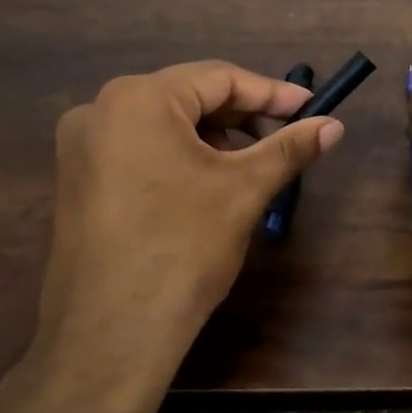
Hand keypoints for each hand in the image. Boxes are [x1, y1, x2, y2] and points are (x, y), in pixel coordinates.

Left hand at [32, 61, 342, 376]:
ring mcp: (81, 147)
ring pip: (163, 125)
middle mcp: (99, 110)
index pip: (218, 78)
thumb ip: (290, 148)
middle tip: (286, 138)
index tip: (312, 109)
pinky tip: (206, 185)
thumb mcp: (244, 190)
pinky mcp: (77, 181)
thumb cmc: (183, 248)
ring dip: (213, 138)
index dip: (271, 93)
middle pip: (188, 97)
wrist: (112, 334)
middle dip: (242, 116)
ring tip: (250, 166)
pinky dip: (179, 157)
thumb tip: (334, 125)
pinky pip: (139, 150)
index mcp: (138, 98)